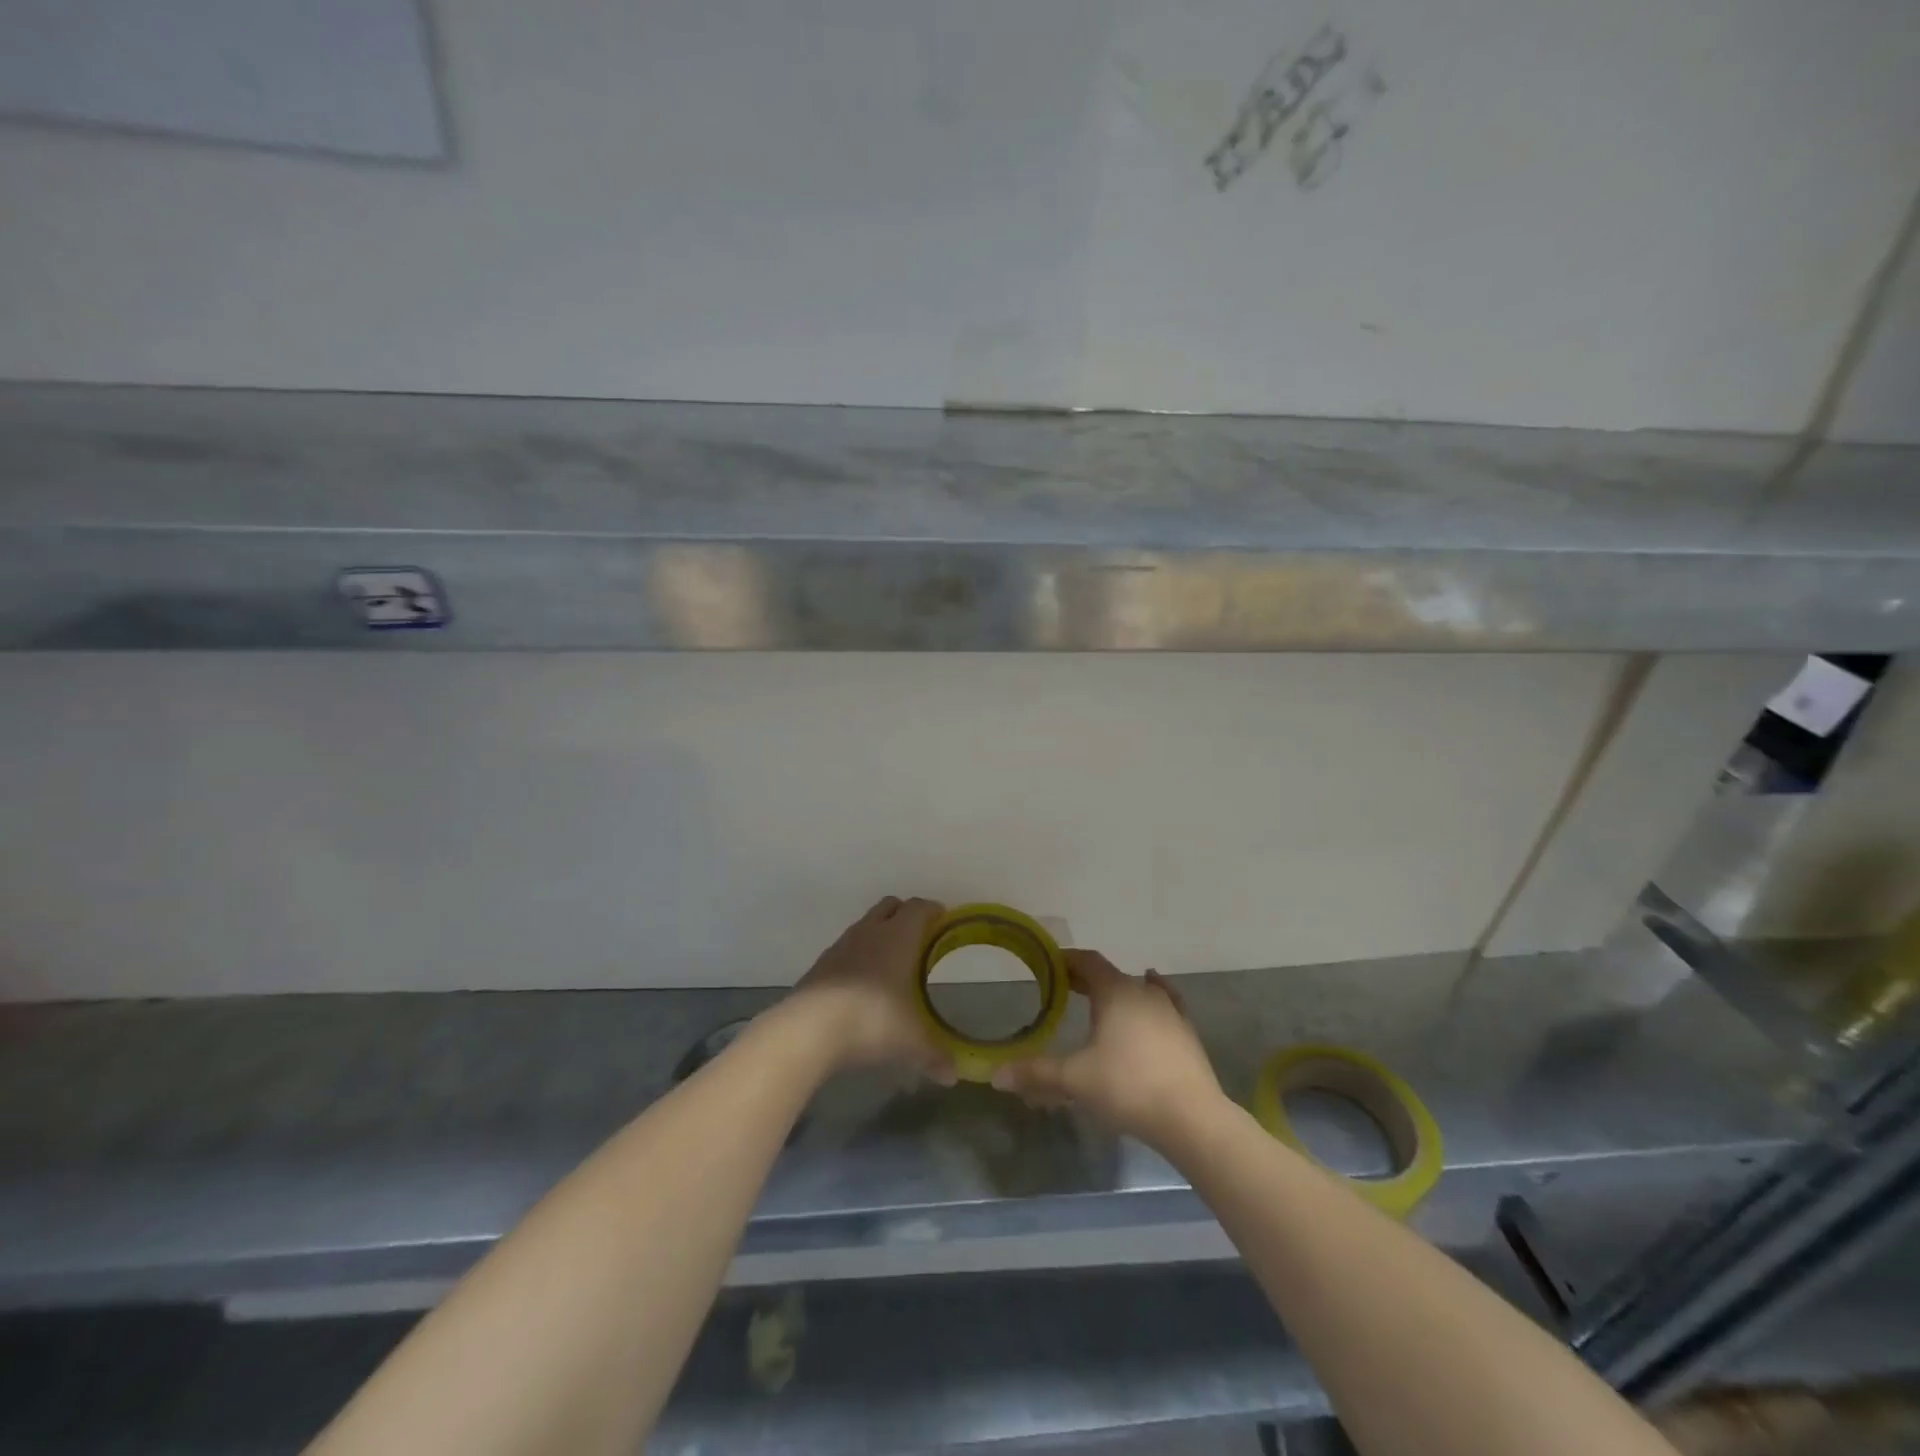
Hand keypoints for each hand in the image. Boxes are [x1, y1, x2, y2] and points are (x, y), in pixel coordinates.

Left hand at [786, 896, 954, 1081]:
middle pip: (890, 906)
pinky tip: (861, 984)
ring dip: (879, 935)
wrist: (809, 1029)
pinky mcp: (819, 964)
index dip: (933, 911)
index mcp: (899, 937)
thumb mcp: (911, 1042)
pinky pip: (845, 949)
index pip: (919, 907)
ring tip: (890, 963)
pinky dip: (857, 957)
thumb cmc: (872, 1020)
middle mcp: (870, 932)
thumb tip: (952, 1075)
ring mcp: (841, 946)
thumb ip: (934, 1054)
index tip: (943, 920)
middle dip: (905, 915)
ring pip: (865, 925)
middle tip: (919, 938)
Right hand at [991, 950, 1223, 1149]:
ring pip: (1139, 989)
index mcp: (1115, 992)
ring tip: (1102, 1003)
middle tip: (1065, 988)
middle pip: (1111, 975)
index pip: (1088, 962)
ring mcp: (1170, 1012)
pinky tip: (1154, 999)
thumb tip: (995, 1075)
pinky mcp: (1187, 1034)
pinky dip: (1152, 1001)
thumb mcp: (1075, 1080)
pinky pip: (1165, 1006)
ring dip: (1118, 992)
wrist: (1192, 1118)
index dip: (1067, 960)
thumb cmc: (1127, 1087)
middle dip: (1087, 979)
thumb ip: (1036, 1074)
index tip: (1049, 964)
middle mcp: (1144, 992)